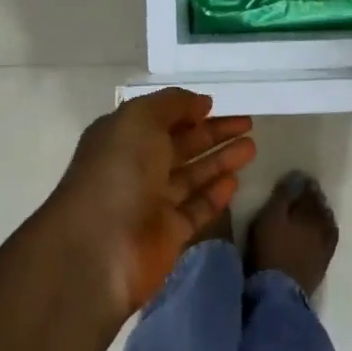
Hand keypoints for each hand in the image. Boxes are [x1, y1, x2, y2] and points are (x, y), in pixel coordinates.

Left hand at [39, 88, 255, 319]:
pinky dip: (214, 195)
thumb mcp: (140, 119)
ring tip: (251, 147)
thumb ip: (172, 104)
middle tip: (248, 124)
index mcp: (121, 138)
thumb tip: (201, 103)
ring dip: (220, 160)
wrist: (100, 247)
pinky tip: (234, 182)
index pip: (159, 119)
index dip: (187, 111)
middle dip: (213, 133)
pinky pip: (196, 210)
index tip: (217, 105)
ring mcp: (151, 203)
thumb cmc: (118, 172)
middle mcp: (135, 168)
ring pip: (192, 177)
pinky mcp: (167, 235)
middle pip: (180, 146)